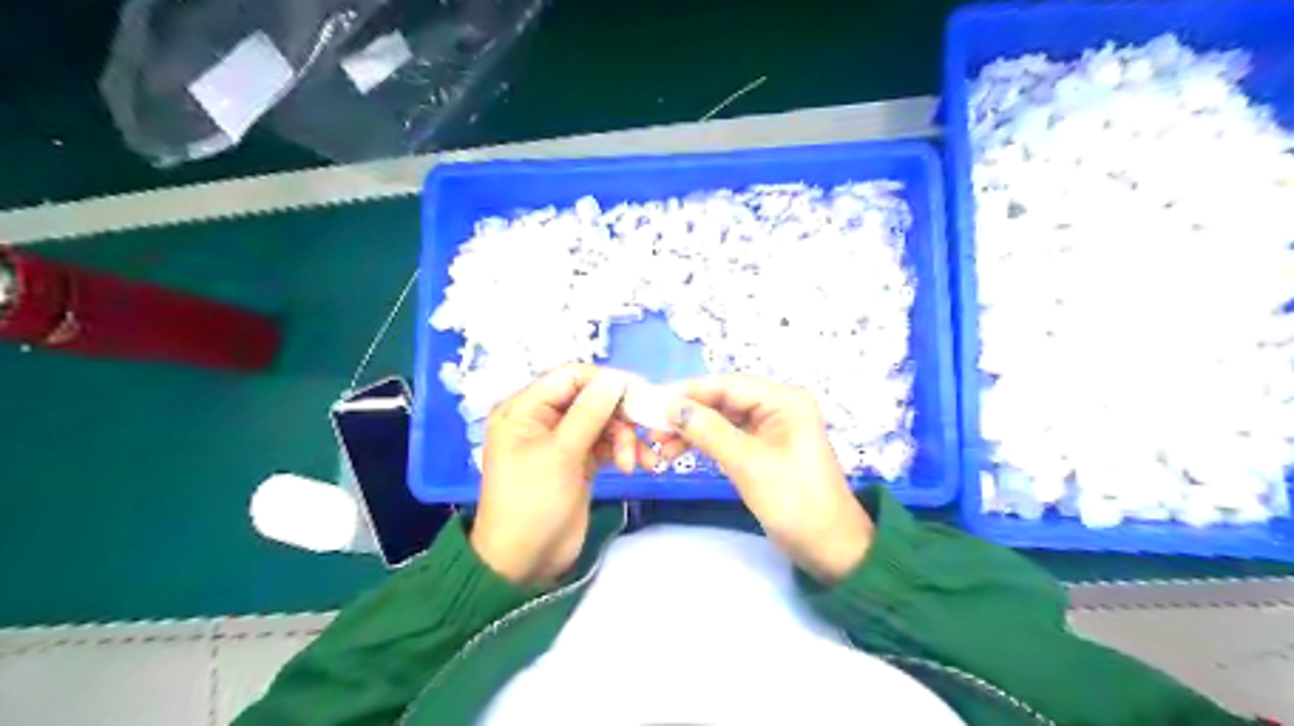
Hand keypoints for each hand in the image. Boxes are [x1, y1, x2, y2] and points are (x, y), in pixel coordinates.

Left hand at [475, 366, 657, 585]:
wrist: (524, 562)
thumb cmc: (532, 503)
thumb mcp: (560, 454)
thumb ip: (589, 413)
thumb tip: (617, 378)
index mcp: (525, 409)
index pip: (569, 377)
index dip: (605, 380)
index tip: (639, 391)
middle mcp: (542, 419)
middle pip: (590, 398)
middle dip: (619, 414)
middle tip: (646, 429)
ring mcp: (562, 441)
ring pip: (603, 422)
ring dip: (625, 437)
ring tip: (637, 462)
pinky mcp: (578, 461)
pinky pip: (605, 444)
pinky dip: (622, 451)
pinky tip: (636, 466)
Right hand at [658, 376, 877, 581]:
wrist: (830, 548)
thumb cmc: (795, 501)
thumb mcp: (748, 464)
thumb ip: (708, 431)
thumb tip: (669, 406)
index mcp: (783, 400)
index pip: (727, 385)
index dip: (688, 392)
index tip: (651, 403)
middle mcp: (777, 405)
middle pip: (722, 399)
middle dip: (686, 413)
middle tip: (650, 428)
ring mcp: (770, 427)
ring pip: (721, 418)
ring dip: (691, 429)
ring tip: (659, 447)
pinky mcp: (763, 447)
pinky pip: (727, 436)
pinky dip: (703, 443)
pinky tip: (678, 451)